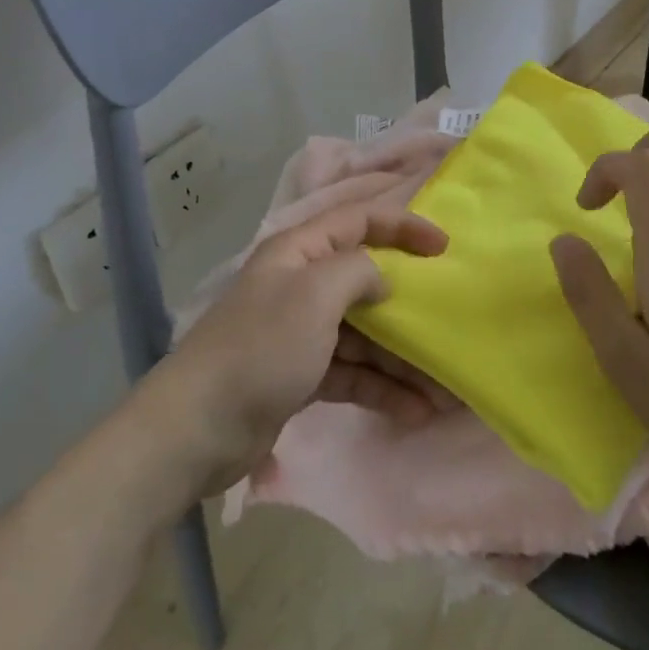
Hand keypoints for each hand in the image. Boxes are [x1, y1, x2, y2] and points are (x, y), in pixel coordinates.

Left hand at [155, 200, 449, 494]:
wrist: (198, 429)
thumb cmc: (261, 348)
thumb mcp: (314, 295)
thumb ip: (358, 270)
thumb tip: (382, 280)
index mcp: (299, 252)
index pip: (359, 220)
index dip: (403, 226)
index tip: (445, 247)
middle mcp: (301, 285)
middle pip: (366, 282)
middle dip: (409, 306)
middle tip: (450, 324)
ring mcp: (301, 333)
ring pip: (365, 334)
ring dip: (402, 358)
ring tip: (444, 388)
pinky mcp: (301, 375)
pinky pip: (353, 372)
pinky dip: (382, 387)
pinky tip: (415, 410)